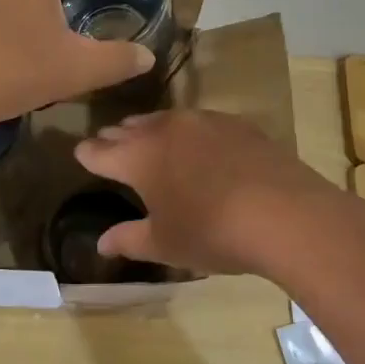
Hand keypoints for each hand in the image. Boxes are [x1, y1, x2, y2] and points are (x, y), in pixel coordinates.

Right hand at [73, 108, 364, 275]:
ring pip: (164, 120)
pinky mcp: (237, 124)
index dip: (87, 154)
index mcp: (138, 157)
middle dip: (116, 137)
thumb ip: (128, 239)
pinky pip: (199, 122)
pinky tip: (197, 144)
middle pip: (130, 128)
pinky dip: (188, 132)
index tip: (80, 153)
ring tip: (146, 136)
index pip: (100, 152)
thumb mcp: (164, 244)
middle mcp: (165, 130)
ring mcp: (203, 122)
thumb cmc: (211, 232)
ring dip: (150, 129)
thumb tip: (100, 244)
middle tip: (108, 142)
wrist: (285, 214)